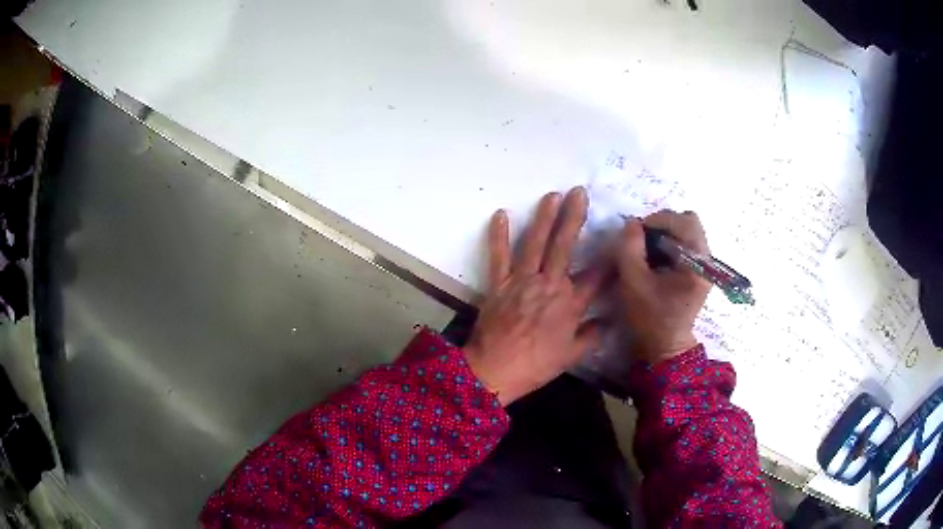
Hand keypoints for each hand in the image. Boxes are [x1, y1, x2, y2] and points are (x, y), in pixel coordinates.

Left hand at [464, 188, 605, 405]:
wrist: (495, 370)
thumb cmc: (536, 365)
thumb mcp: (571, 356)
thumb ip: (592, 336)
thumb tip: (609, 321)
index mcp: (570, 303)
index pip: (597, 275)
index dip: (609, 258)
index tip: (617, 240)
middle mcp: (549, 284)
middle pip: (565, 245)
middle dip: (574, 217)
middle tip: (580, 192)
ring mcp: (522, 280)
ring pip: (535, 242)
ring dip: (544, 217)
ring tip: (552, 195)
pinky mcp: (499, 283)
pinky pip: (498, 255)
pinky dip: (499, 235)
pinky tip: (501, 213)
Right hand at [617, 210, 710, 363]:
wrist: (666, 346)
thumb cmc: (650, 318)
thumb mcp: (633, 282)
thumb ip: (630, 248)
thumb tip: (632, 222)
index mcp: (697, 264)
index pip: (684, 222)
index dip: (658, 219)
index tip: (636, 231)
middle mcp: (707, 260)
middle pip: (689, 221)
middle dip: (663, 224)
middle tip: (643, 238)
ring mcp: (705, 265)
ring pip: (688, 230)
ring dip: (666, 233)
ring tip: (648, 250)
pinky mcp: (700, 269)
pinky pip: (687, 242)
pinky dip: (670, 243)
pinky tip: (657, 259)